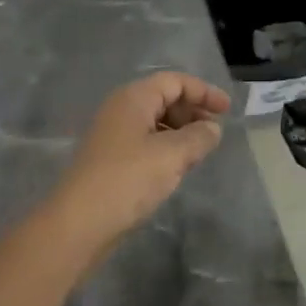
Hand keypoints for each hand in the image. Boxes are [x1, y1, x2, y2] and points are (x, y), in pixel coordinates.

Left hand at [45, 72, 229, 262]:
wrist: (78, 223)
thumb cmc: (127, 179)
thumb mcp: (172, 155)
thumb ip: (198, 137)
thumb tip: (212, 128)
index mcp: (134, 98)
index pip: (175, 81)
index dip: (203, 92)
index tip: (227, 110)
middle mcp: (121, 109)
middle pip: (163, 97)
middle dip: (192, 110)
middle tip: (215, 131)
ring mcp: (113, 135)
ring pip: (155, 121)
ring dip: (180, 130)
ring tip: (200, 151)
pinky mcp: (110, 160)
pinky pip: (146, 141)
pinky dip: (166, 147)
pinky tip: (177, 167)